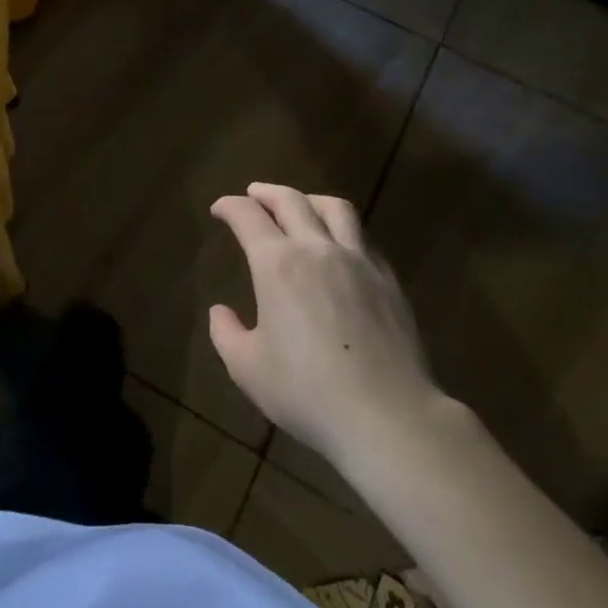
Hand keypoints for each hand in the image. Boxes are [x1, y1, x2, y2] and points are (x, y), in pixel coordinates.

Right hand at [208, 183, 437, 466]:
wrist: (388, 416)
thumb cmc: (307, 392)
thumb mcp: (248, 369)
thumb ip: (226, 334)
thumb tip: (220, 312)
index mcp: (277, 264)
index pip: (248, 215)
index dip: (230, 206)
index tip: (219, 209)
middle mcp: (317, 249)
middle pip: (291, 200)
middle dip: (266, 192)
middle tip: (254, 194)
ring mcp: (359, 261)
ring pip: (335, 208)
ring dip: (310, 199)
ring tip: (301, 205)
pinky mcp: (388, 281)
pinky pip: (363, 239)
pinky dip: (343, 231)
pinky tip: (340, 248)